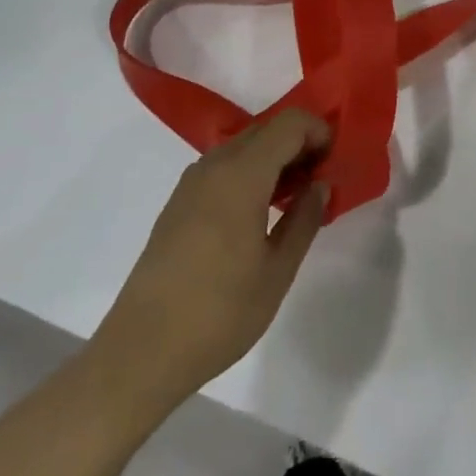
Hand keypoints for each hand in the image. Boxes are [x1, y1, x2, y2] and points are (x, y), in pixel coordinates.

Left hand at [90, 110, 329, 411]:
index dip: (318, 131)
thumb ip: (304, 219)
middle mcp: (214, 166)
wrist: (141, 352)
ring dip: (274, 159)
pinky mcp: (178, 203)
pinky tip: (259, 213)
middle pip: (266, 130)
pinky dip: (249, 173)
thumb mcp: (277, 271)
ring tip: (294, 198)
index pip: (289, 123)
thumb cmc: (219, 313)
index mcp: (242, 174)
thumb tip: (320, 185)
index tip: (334, 162)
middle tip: (320, 181)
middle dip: (299, 144)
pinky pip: (223, 168)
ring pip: (243, 147)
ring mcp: (191, 183)